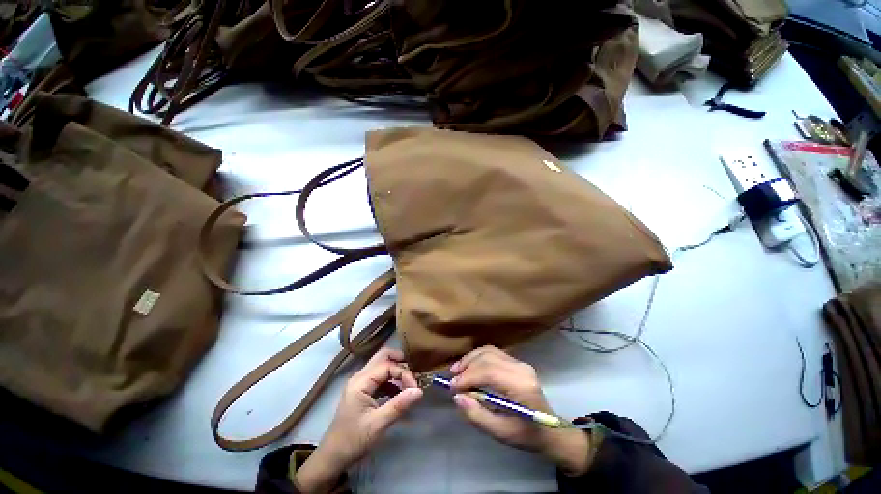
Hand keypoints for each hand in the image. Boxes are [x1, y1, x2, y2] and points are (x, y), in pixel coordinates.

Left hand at [296, 348, 423, 492]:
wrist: (332, 457)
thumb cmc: (353, 440)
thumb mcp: (378, 425)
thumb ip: (399, 405)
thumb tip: (419, 391)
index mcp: (361, 382)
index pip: (387, 365)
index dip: (404, 373)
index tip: (415, 388)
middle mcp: (360, 377)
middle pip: (382, 357)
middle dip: (400, 362)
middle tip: (414, 374)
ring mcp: (360, 383)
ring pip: (381, 366)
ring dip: (396, 371)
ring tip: (409, 385)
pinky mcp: (362, 391)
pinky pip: (379, 377)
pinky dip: (391, 380)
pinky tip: (399, 393)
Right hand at [450, 346, 594, 475]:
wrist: (552, 430)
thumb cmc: (527, 436)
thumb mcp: (501, 433)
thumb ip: (477, 415)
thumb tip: (457, 397)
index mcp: (521, 386)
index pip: (489, 371)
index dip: (468, 377)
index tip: (452, 387)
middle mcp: (521, 369)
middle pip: (488, 357)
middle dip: (467, 366)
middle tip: (452, 379)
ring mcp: (520, 363)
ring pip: (489, 351)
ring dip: (471, 359)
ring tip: (457, 370)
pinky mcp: (517, 362)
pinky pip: (493, 353)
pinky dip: (478, 358)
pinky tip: (470, 367)